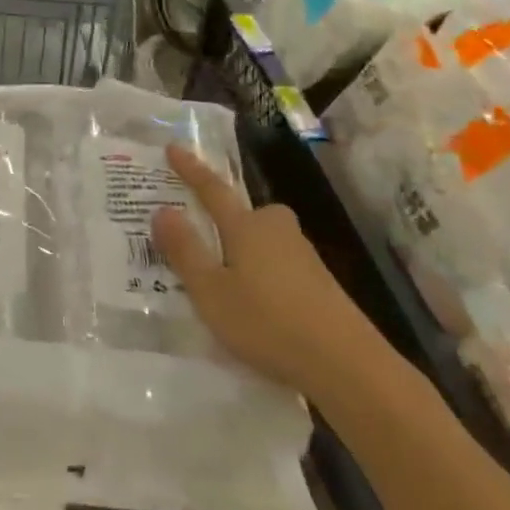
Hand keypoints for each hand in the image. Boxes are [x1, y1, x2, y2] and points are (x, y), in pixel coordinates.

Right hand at [152, 145, 374, 393]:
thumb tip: (163, 210)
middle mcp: (276, 229)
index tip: (174, 147)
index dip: (190, 169)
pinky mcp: (318, 280)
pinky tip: (255, 300)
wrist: (346, 363)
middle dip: (222, 218)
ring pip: (261, 240)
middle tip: (198, 231)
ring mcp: (302, 254)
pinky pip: (276, 262)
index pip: (212, 189)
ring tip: (222, 277)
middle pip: (243, 214)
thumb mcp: (211, 291)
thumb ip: (185, 250)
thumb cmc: (267, 322)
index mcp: (247, 226)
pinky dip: (260, 271)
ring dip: (241, 250)